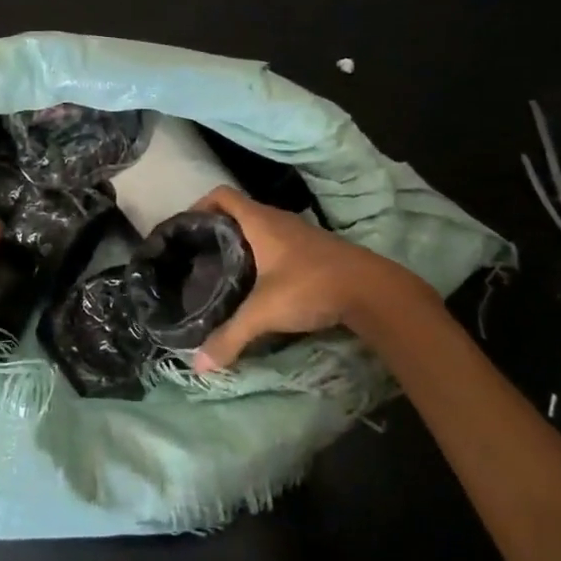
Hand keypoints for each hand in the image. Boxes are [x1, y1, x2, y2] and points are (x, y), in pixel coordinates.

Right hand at [190, 186, 431, 370]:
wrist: (373, 291)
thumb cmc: (311, 287)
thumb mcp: (264, 313)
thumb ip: (230, 337)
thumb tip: (197, 365)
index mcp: (261, 222)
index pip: (222, 195)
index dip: (200, 204)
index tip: (186, 229)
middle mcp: (279, 220)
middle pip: (239, 212)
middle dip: (217, 229)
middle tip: (199, 256)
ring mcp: (300, 234)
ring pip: (261, 229)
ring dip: (241, 243)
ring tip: (223, 271)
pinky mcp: (315, 251)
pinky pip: (278, 243)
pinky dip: (263, 255)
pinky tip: (259, 283)